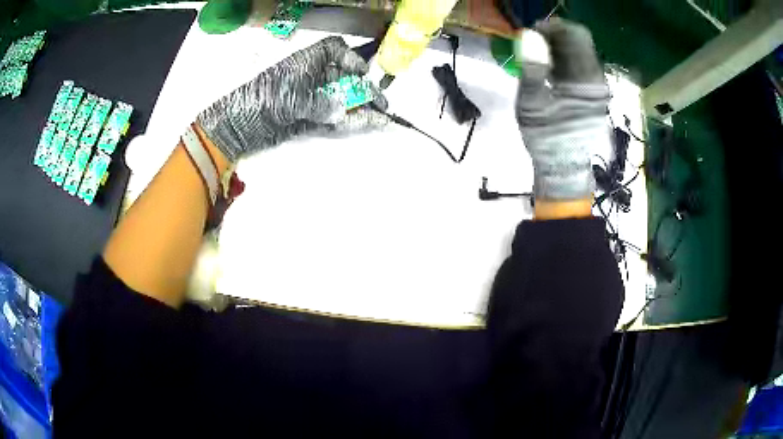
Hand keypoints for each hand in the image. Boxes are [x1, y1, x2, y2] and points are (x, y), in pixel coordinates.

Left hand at [197, 36, 388, 162]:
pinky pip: (332, 117)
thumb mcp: (290, 98)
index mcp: (306, 62)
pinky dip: (347, 121)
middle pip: (343, 77)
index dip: (350, 57)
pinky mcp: (308, 117)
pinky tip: (365, 124)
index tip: (362, 71)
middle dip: (363, 89)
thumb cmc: (262, 101)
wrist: (239, 126)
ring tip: (380, 118)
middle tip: (381, 104)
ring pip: (340, 99)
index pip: (333, 49)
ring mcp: (310, 98)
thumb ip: (319, 104)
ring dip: (360, 108)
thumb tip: (342, 111)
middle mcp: (311, 77)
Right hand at [516, 19, 610, 200]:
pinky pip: (580, 66)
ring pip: (579, 53)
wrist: (563, 168)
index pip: (576, 36)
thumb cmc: (546, 139)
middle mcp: (597, 80)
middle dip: (554, 36)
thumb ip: (532, 69)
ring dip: (557, 48)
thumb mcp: (533, 105)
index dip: (553, 27)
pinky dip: (563, 61)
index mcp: (586, 80)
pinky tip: (548, 69)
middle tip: (530, 42)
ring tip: (536, 55)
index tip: (531, 31)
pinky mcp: (593, 95)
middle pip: (579, 42)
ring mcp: (597, 88)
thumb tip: (528, 36)